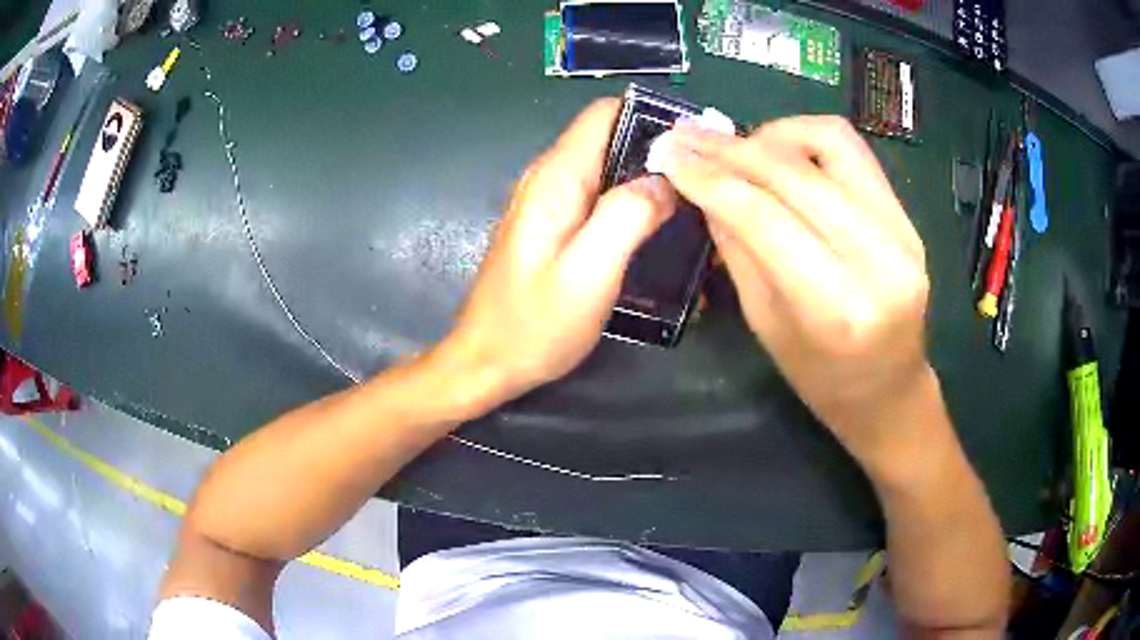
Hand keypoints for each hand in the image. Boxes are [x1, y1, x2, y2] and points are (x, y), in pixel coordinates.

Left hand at [436, 99, 675, 405]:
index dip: (652, 118)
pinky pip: (602, 196)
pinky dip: (634, 204)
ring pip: (611, 168)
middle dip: (659, 153)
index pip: (605, 114)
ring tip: (693, 209)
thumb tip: (665, 179)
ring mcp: (552, 202)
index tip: (695, 146)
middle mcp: (551, 178)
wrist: (487, 362)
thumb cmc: (534, 325)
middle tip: (706, 185)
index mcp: (556, 178)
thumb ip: (627, 216)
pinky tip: (659, 231)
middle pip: (612, 138)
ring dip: (651, 182)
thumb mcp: (588, 272)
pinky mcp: (557, 225)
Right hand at [656, 116, 933, 464]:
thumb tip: (703, 184)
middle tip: (687, 139)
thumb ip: (737, 248)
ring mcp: (902, 230)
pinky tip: (780, 153)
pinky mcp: (907, 214)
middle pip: (794, 173)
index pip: (764, 218)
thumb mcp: (766, 324)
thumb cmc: (822, 378)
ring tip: (738, 148)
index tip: (668, 156)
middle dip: (731, 150)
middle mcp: (878, 259)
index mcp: (837, 307)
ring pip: (830, 141)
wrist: (889, 388)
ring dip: (772, 135)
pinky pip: (852, 150)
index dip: (710, 179)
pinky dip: (807, 139)